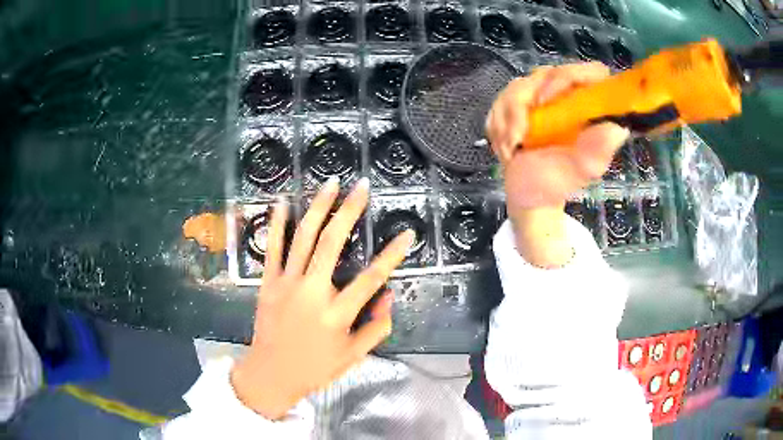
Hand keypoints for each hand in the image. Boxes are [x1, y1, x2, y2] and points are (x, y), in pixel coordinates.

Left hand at [230, 177, 413, 419]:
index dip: (393, 253)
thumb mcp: (354, 356)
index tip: (408, 232)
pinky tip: (283, 201)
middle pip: (332, 243)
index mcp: (337, 314)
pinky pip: (273, 248)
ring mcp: (286, 284)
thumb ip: (377, 327)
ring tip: (330, 184)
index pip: (372, 278)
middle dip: (349, 211)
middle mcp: (312, 292)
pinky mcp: (268, 283)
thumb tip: (390, 296)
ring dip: (318, 208)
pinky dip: (277, 223)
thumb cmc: (315, 368)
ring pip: (303, 238)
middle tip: (361, 186)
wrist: (271, 374)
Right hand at [485, 63, 629, 265]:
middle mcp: (567, 96)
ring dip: (508, 119)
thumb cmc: (557, 183)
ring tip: (511, 147)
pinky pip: (500, 100)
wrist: (528, 196)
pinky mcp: (518, 104)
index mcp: (589, 107)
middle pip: (547, 73)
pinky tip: (506, 146)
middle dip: (526, 102)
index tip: (549, 101)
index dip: (572, 77)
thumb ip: (597, 150)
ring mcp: (541, 97)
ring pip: (518, 85)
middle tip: (521, 133)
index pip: (591, 72)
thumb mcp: (582, 170)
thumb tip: (617, 128)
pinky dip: (498, 125)